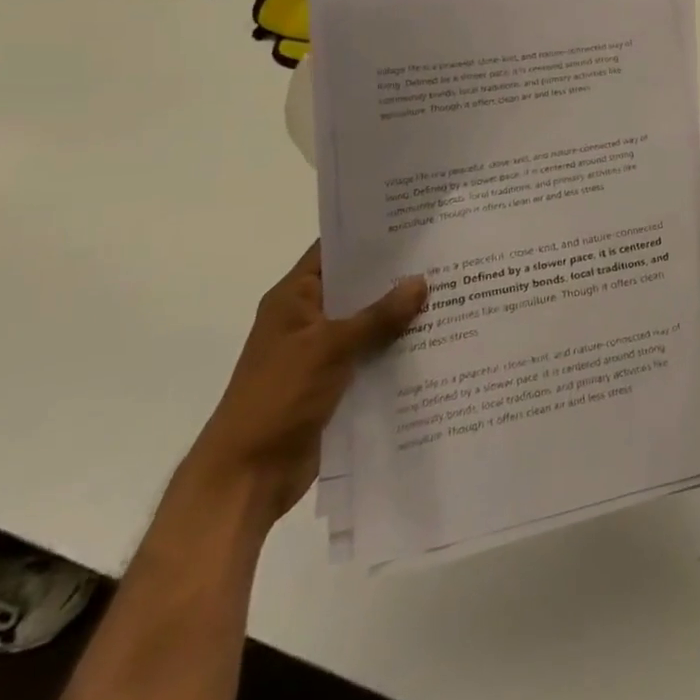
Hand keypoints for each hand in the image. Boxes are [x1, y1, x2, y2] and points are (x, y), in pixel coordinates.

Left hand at [183, 244, 425, 528]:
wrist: (246, 478)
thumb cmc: (277, 398)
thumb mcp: (330, 348)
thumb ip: (378, 315)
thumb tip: (421, 282)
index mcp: (294, 299)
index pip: (335, 250)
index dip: (370, 235)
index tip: (415, 221)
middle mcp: (309, 319)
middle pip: (358, 285)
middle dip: (398, 274)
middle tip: (447, 253)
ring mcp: (322, 352)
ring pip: (370, 321)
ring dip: (403, 313)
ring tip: (454, 291)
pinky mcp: (336, 382)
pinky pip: (374, 354)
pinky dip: (399, 347)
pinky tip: (438, 337)